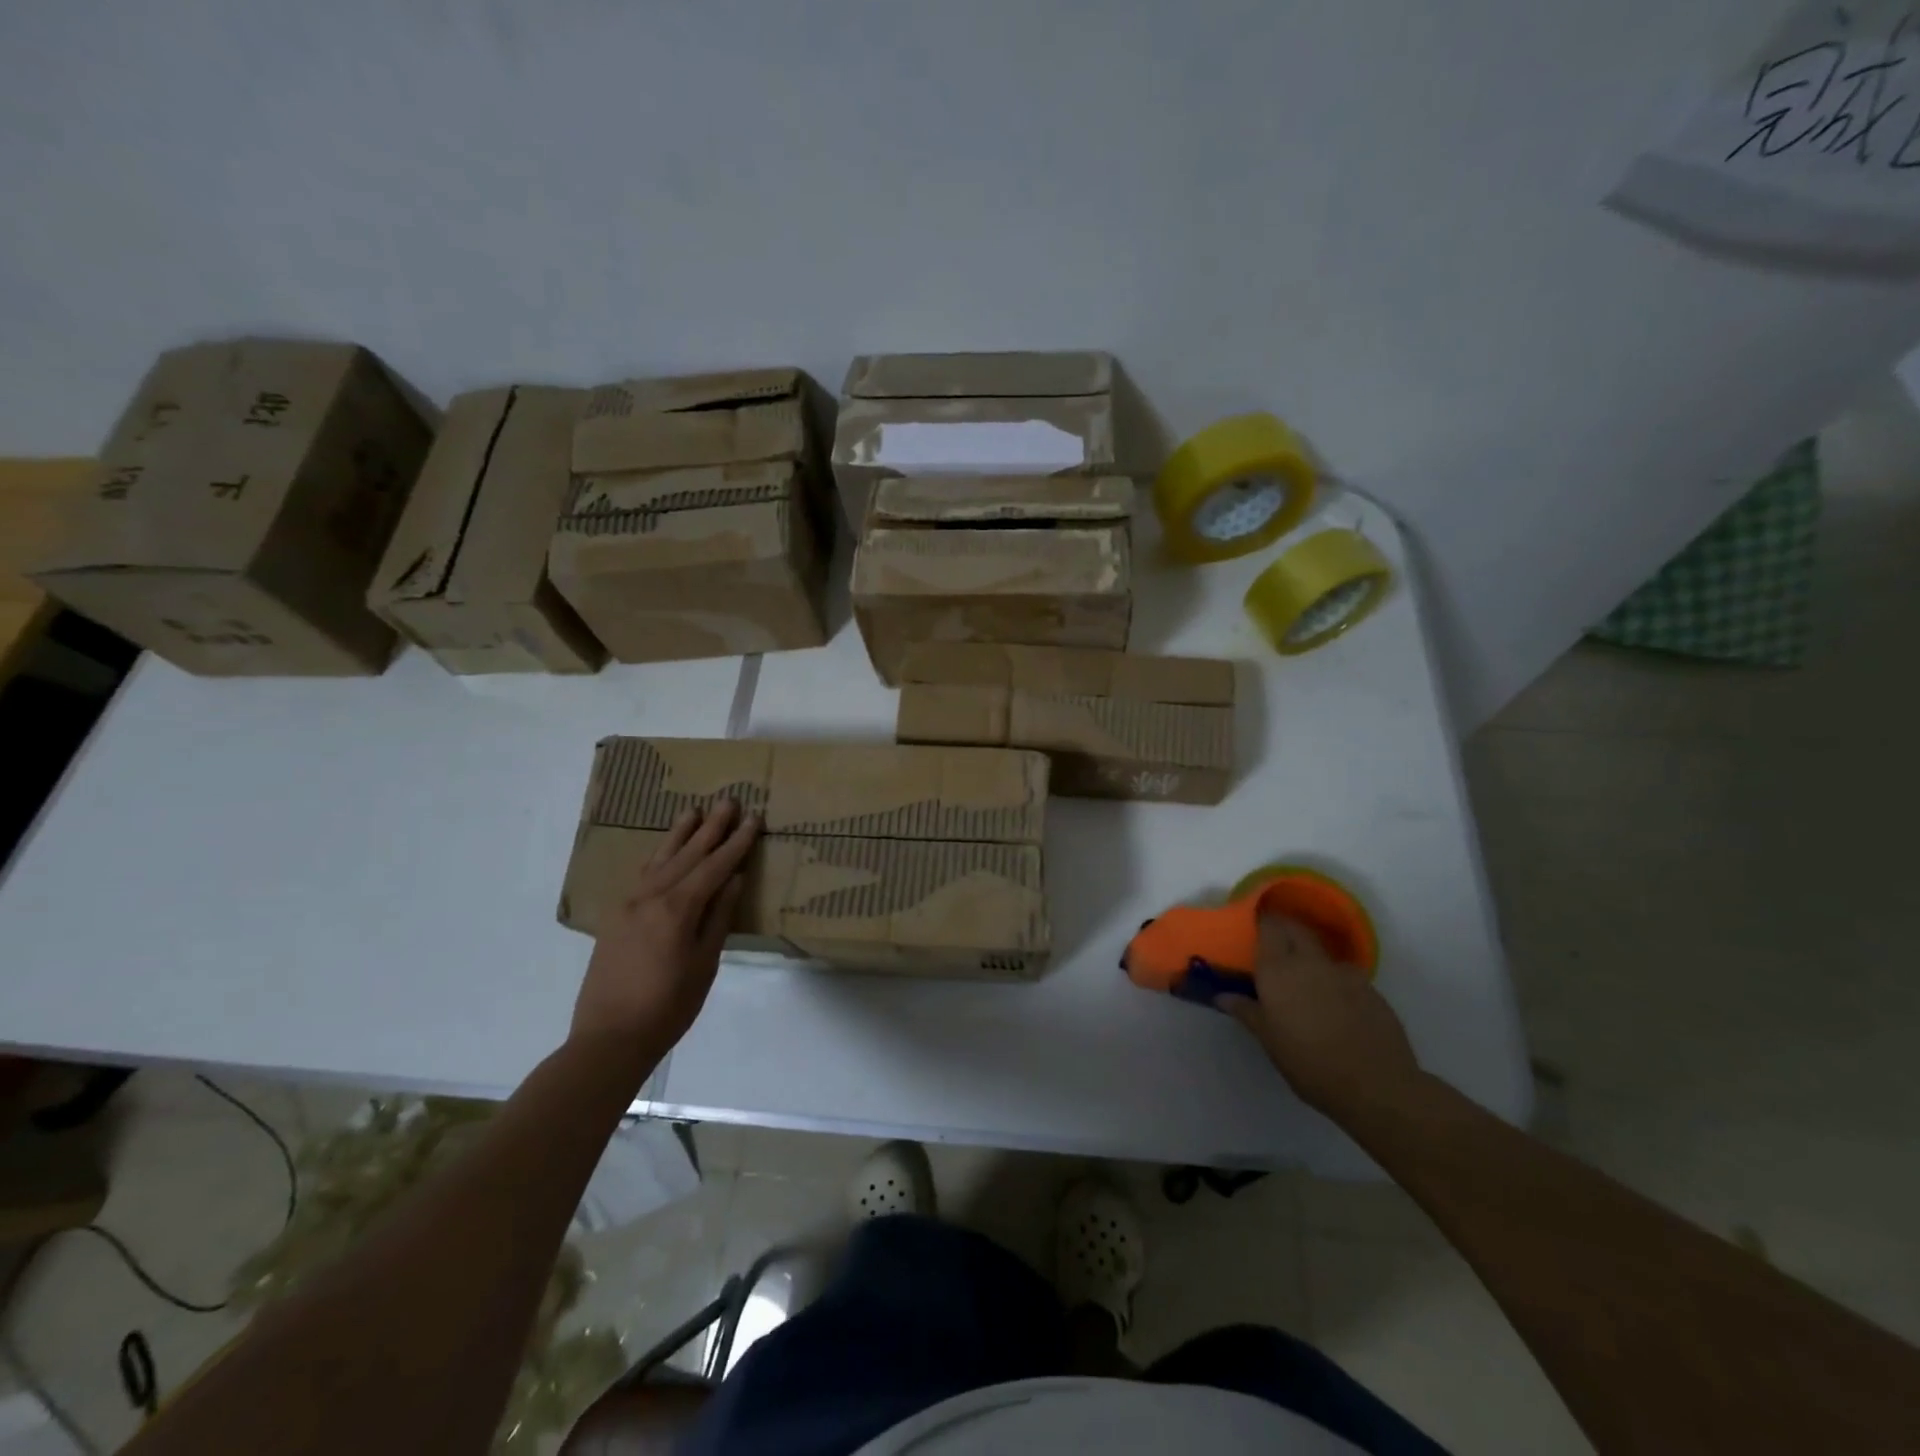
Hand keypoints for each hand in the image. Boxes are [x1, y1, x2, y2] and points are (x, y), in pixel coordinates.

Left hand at [571, 801, 760, 1058]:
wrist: (608, 1039)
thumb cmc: (668, 1007)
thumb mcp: (704, 964)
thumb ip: (718, 918)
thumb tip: (733, 880)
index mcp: (676, 910)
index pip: (714, 867)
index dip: (736, 843)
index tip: (753, 818)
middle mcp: (650, 898)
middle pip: (686, 855)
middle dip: (710, 828)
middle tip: (728, 801)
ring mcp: (628, 905)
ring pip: (659, 860)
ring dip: (679, 835)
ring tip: (693, 811)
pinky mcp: (616, 917)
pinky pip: (641, 875)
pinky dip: (658, 857)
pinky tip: (663, 849)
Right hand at [1217, 913, 1421, 1118]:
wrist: (1376, 1086)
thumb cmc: (1309, 1062)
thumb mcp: (1268, 1040)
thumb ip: (1246, 1011)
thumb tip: (1221, 995)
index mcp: (1278, 970)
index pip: (1269, 926)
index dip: (1262, 920)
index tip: (1254, 924)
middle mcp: (1310, 962)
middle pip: (1297, 929)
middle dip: (1285, 930)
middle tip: (1274, 945)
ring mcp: (1345, 973)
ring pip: (1323, 952)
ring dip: (1312, 957)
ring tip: (1308, 981)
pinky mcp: (1371, 990)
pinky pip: (1346, 975)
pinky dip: (1336, 981)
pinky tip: (1337, 1005)